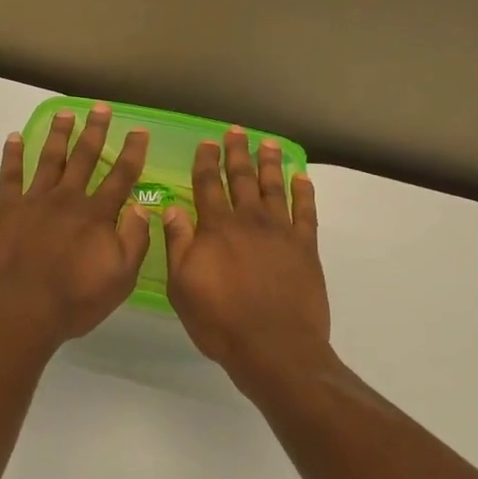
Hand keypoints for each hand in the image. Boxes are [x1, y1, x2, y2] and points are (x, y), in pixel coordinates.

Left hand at [0, 105, 152, 348]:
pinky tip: (14, 137)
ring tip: (65, 113)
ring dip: (59, 134)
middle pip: (85, 157)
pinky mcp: (6, 210)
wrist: (19, 313)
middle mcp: (67, 199)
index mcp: (96, 215)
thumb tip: (143, 208)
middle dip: (96, 131)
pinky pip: (10, 175)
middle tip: (102, 108)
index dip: (133, 151)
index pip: (121, 176)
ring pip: (50, 158)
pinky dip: (12, 155)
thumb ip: (134, 240)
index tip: (139, 130)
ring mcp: (34, 201)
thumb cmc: (74, 301)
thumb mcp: (120, 278)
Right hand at [162, 128, 327, 381]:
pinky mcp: (305, 247)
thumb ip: (178, 244)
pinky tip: (301, 178)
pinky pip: (306, 211)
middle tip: (237, 131)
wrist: (274, 347)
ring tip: (267, 144)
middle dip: (237, 153)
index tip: (207, 142)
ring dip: (269, 164)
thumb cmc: (220, 321)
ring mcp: (281, 231)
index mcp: (216, 228)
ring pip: (274, 187)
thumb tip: (171, 208)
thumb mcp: (182, 286)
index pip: (208, 185)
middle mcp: (249, 221)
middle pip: (242, 178)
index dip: (206, 161)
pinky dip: (303, 192)